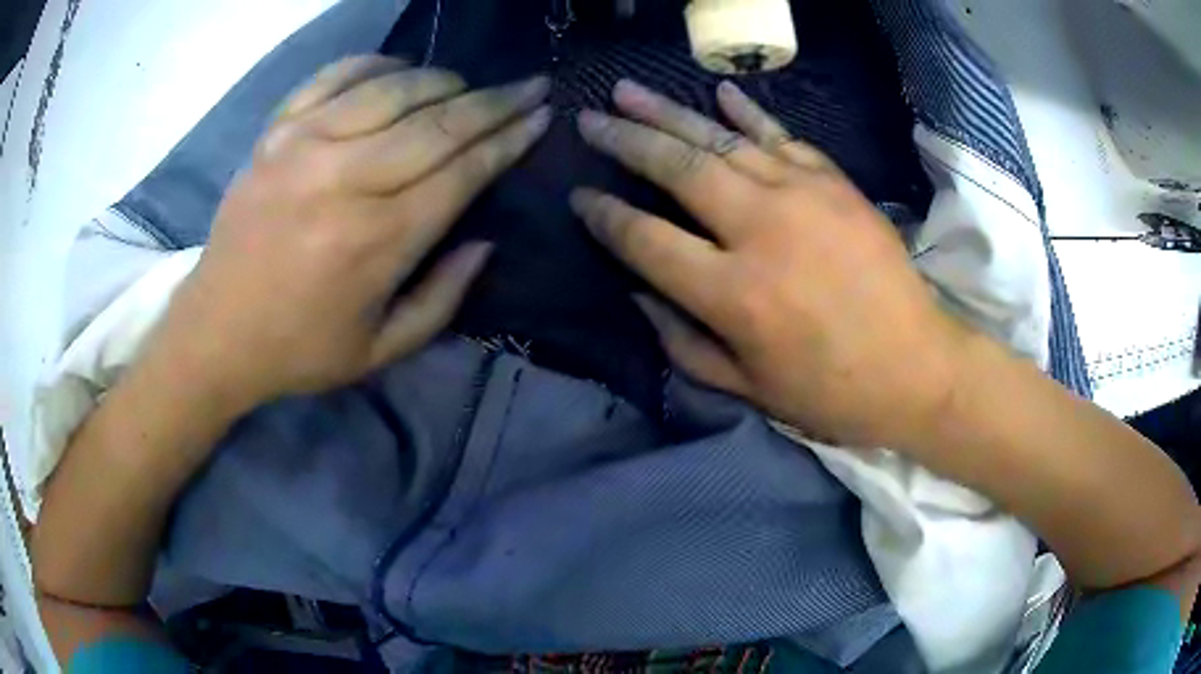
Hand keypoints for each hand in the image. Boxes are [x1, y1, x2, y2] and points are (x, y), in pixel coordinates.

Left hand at [152, 56, 550, 408]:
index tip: (542, 115)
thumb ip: (444, 298)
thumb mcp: (382, 350)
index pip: (463, 170)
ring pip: (393, 89)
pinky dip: (375, 64)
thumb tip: (485, 241)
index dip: (510, 139)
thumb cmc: (299, 348)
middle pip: (439, 121)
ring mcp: (304, 146)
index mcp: (378, 240)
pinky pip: (333, 77)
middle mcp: (345, 179)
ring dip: (443, 80)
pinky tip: (398, 69)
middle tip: (531, 85)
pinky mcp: (275, 133)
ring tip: (467, 84)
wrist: (215, 332)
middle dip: (496, 101)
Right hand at [571, 80, 968, 448]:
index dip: (606, 217)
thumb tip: (637, 292)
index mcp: (733, 294)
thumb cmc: (830, 391)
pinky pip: (782, 136)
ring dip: (669, 112)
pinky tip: (718, 92)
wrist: (917, 367)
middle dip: (625, 141)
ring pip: (721, 140)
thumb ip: (682, 342)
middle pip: (677, 169)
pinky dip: (747, 113)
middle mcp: (761, 231)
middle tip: (589, 121)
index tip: (581, 198)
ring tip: (627, 91)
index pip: (647, 240)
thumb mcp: (747, 388)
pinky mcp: (836, 184)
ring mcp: (803, 197)